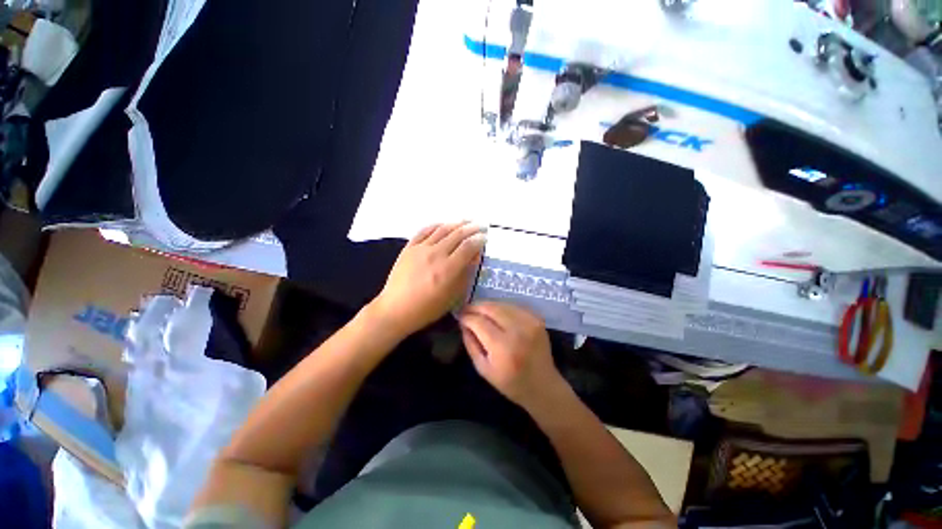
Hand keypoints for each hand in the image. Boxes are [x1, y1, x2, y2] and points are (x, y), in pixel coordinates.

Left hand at [370, 222, 485, 337]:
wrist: (396, 309)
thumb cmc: (428, 308)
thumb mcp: (453, 296)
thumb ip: (465, 274)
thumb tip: (474, 256)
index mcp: (448, 269)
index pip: (468, 246)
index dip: (479, 240)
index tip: (485, 237)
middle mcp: (436, 254)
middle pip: (457, 234)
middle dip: (472, 228)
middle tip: (481, 225)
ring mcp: (421, 248)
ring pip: (442, 229)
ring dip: (457, 223)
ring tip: (466, 221)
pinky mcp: (409, 247)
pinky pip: (424, 231)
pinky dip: (436, 225)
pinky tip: (443, 224)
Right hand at [459, 302, 565, 409]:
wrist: (542, 385)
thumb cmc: (510, 383)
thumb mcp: (483, 369)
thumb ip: (471, 344)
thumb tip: (463, 323)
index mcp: (502, 347)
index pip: (479, 322)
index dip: (466, 317)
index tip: (459, 316)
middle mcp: (517, 330)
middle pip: (491, 308)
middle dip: (475, 306)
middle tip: (466, 309)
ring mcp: (529, 322)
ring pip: (502, 304)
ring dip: (487, 305)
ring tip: (478, 310)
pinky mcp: (537, 318)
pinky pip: (514, 306)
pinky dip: (502, 307)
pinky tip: (496, 312)